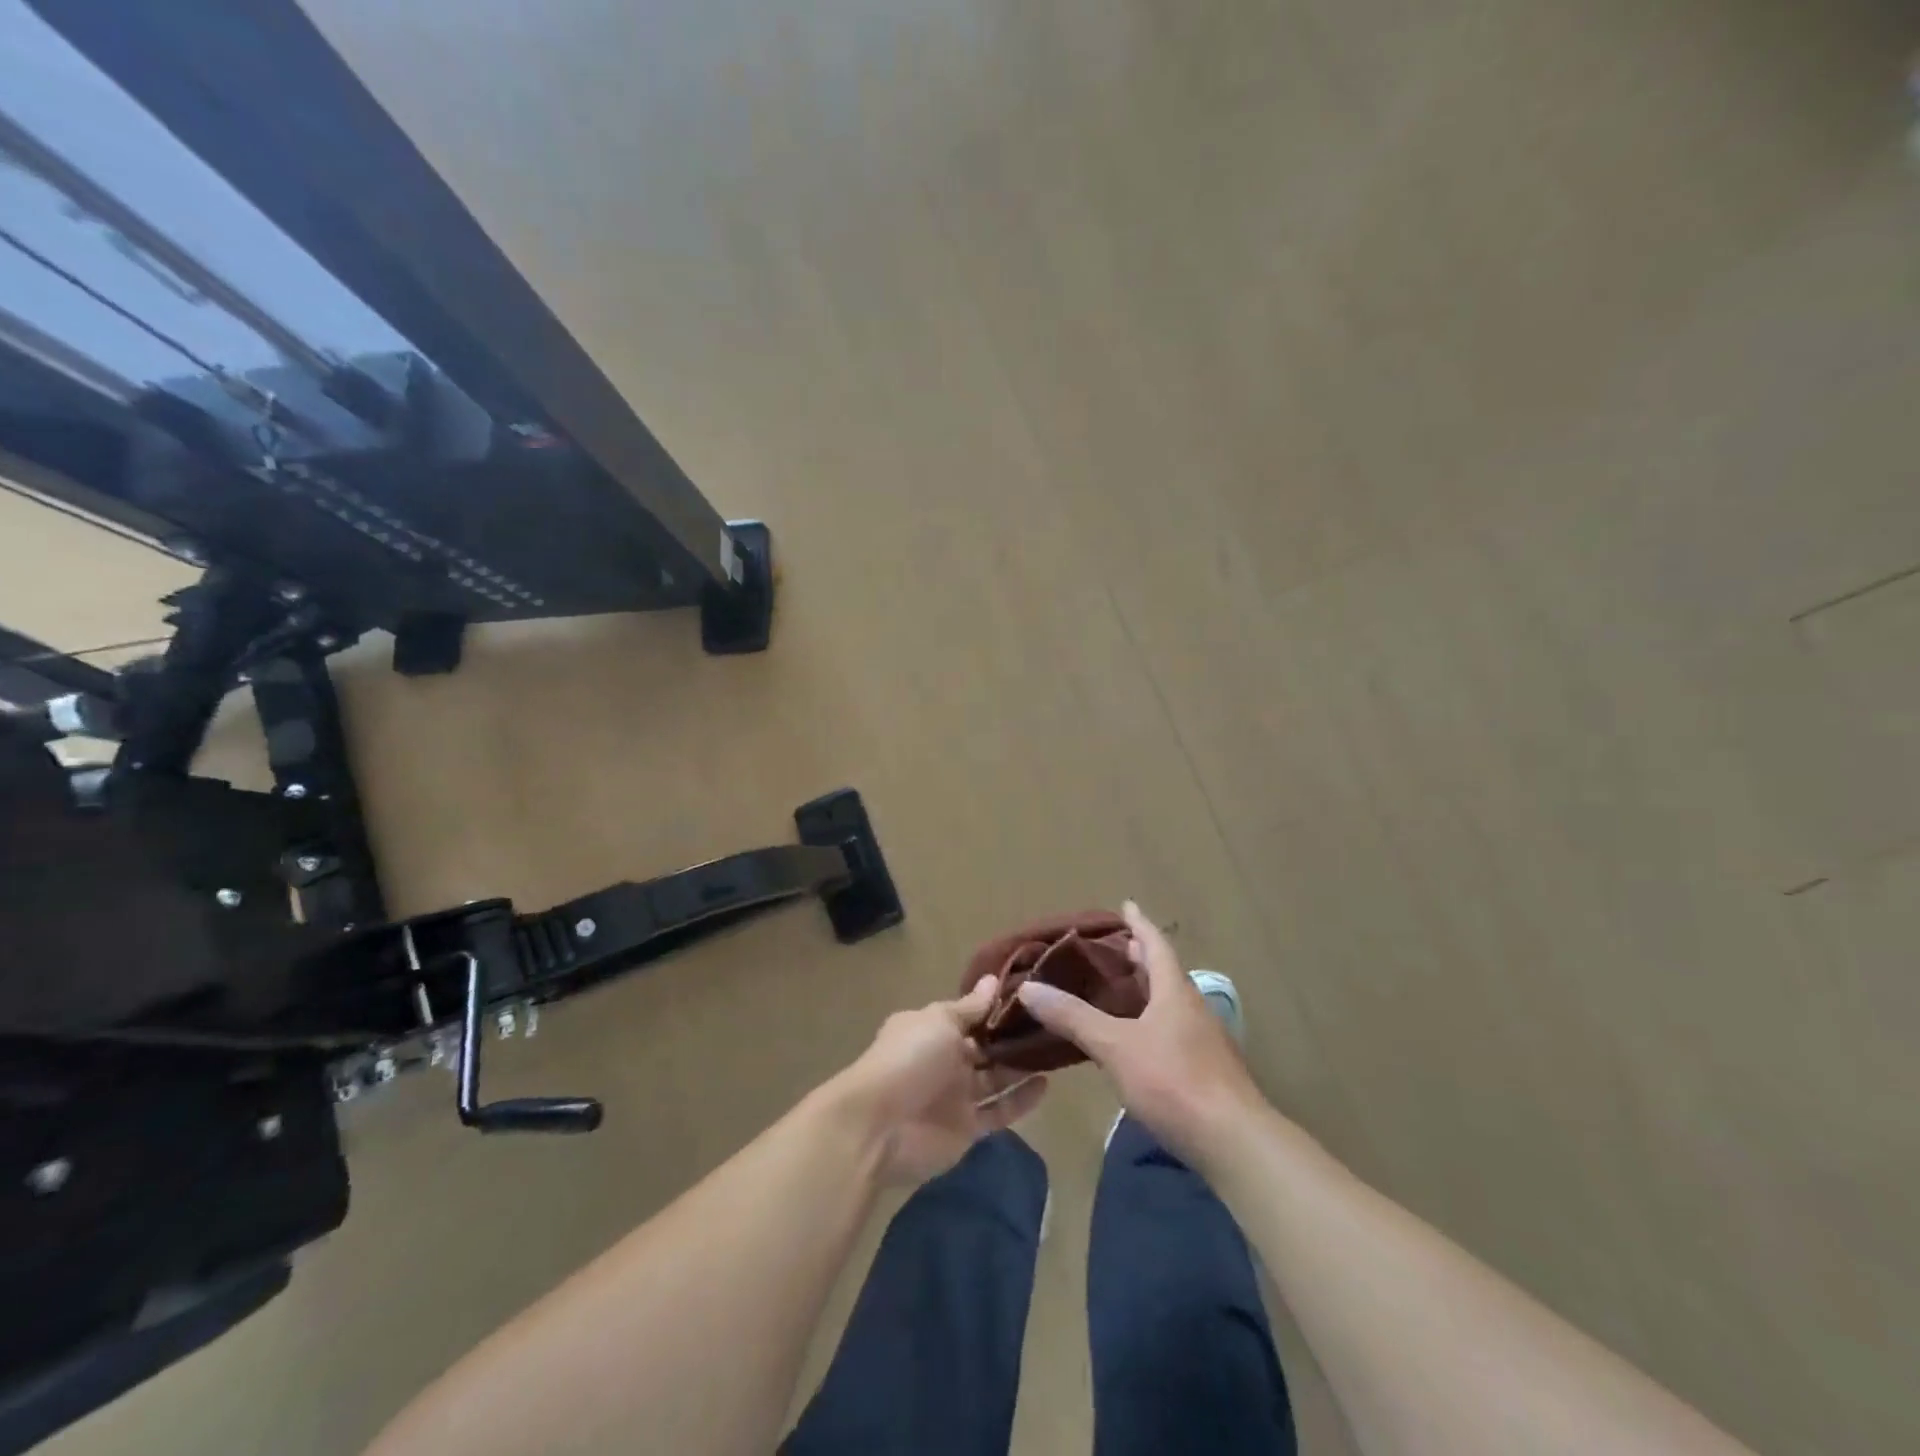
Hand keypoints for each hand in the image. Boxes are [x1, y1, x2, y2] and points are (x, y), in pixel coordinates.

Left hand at [832, 976, 1048, 1185]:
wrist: (881, 1127)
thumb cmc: (909, 1059)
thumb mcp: (940, 1021)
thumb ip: (970, 1007)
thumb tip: (993, 979)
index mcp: (932, 1028)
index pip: (969, 1014)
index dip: (995, 1007)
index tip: (1031, 995)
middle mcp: (944, 1059)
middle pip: (984, 1045)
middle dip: (1011, 1036)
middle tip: (1052, 1021)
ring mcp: (956, 1095)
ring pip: (995, 1077)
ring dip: (1020, 1066)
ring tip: (1055, 1049)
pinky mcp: (967, 1128)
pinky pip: (999, 1110)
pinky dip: (1021, 1099)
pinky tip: (1046, 1083)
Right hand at [1016, 901, 1261, 1160]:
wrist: (1234, 1142)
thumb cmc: (1174, 1081)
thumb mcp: (1116, 1046)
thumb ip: (1074, 1017)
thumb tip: (1028, 988)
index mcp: (1174, 992)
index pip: (1156, 945)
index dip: (1139, 924)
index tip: (1126, 904)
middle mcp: (1192, 1008)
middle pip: (1165, 972)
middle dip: (1141, 957)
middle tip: (1115, 947)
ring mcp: (1203, 1041)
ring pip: (1170, 1002)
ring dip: (1147, 990)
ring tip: (1119, 989)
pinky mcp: (1206, 1070)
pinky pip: (1173, 1029)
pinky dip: (1151, 1021)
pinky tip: (1135, 1040)